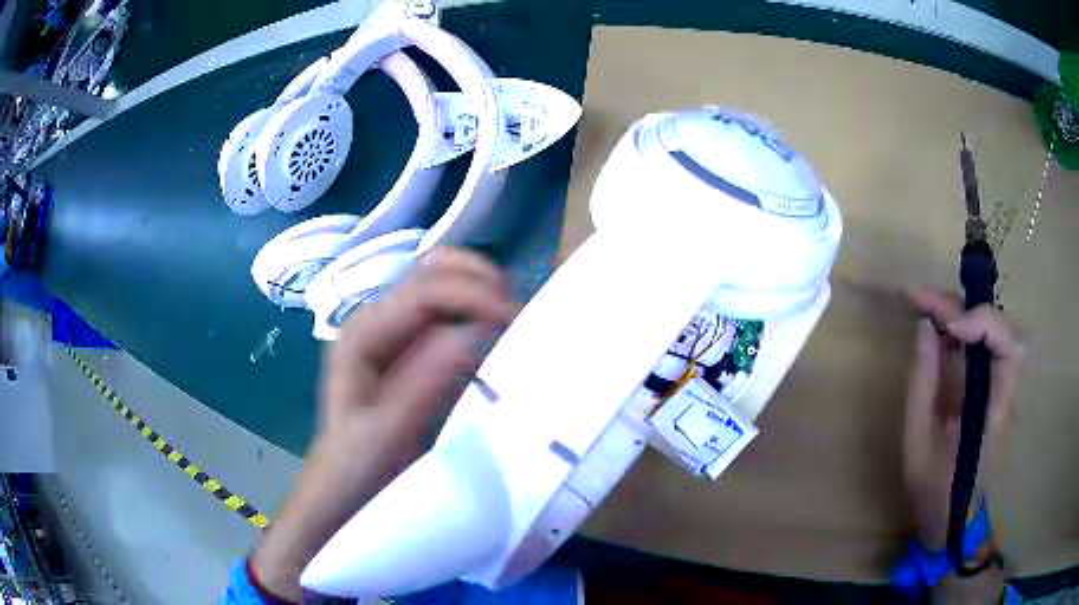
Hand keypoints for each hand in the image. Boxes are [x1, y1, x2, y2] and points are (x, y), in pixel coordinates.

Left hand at [252, 248, 515, 600]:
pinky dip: (477, 309)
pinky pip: (447, 310)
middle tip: (521, 320)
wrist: (343, 490)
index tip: (517, 322)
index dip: (475, 295)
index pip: (425, 291)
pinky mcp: (408, 345)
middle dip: (482, 284)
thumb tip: (474, 331)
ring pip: (442, 283)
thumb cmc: (359, 469)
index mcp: (364, 334)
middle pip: (433, 273)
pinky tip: (498, 332)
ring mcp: (392, 330)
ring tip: (514, 322)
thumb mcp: (388, 435)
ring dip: (481, 291)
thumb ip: (423, 383)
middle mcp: (375, 319)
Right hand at [903, 288, 1022, 548]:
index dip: (983, 323)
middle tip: (924, 300)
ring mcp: (1003, 384)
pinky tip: (940, 329)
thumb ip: (922, 385)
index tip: (947, 326)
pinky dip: (964, 325)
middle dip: (966, 306)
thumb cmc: (935, 488)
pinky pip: (987, 339)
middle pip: (1005, 326)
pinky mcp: (994, 383)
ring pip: (998, 326)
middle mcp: (1007, 389)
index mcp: (995, 410)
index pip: (1008, 347)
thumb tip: (924, 328)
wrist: (954, 516)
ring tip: (928, 307)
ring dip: (964, 310)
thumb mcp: (918, 444)